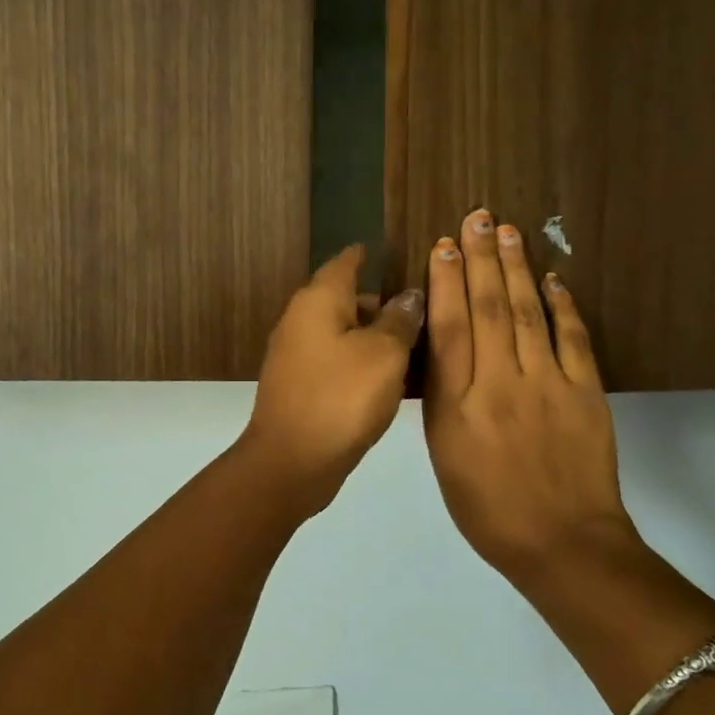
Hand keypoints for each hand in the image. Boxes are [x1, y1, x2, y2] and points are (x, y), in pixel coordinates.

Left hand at [242, 245, 424, 514]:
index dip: (368, 256)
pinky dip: (361, 363)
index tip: (391, 252)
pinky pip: (336, 362)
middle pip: (345, 300)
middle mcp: (301, 321)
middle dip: (381, 304)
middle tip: (422, 313)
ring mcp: (296, 356)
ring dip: (374, 338)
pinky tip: (390, 381)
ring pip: (342, 334)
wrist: (292, 461)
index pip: (345, 263)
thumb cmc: (341, 397)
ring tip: (415, 348)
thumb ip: (400, 320)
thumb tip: (409, 295)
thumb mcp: (384, 354)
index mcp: (318, 301)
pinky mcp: (300, 386)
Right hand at [422, 210, 644, 575]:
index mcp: (457, 404)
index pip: (449, 328)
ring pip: (528, 312)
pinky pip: (573, 338)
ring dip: (518, 268)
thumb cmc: (487, 507)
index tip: (444, 245)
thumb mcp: (444, 454)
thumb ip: (441, 398)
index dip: (446, 282)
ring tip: (509, 232)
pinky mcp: (586, 392)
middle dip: (481, 258)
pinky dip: (563, 305)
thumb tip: (443, 347)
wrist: (562, 544)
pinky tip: (553, 280)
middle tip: (478, 217)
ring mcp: (548, 384)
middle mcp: (500, 383)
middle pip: (488, 308)